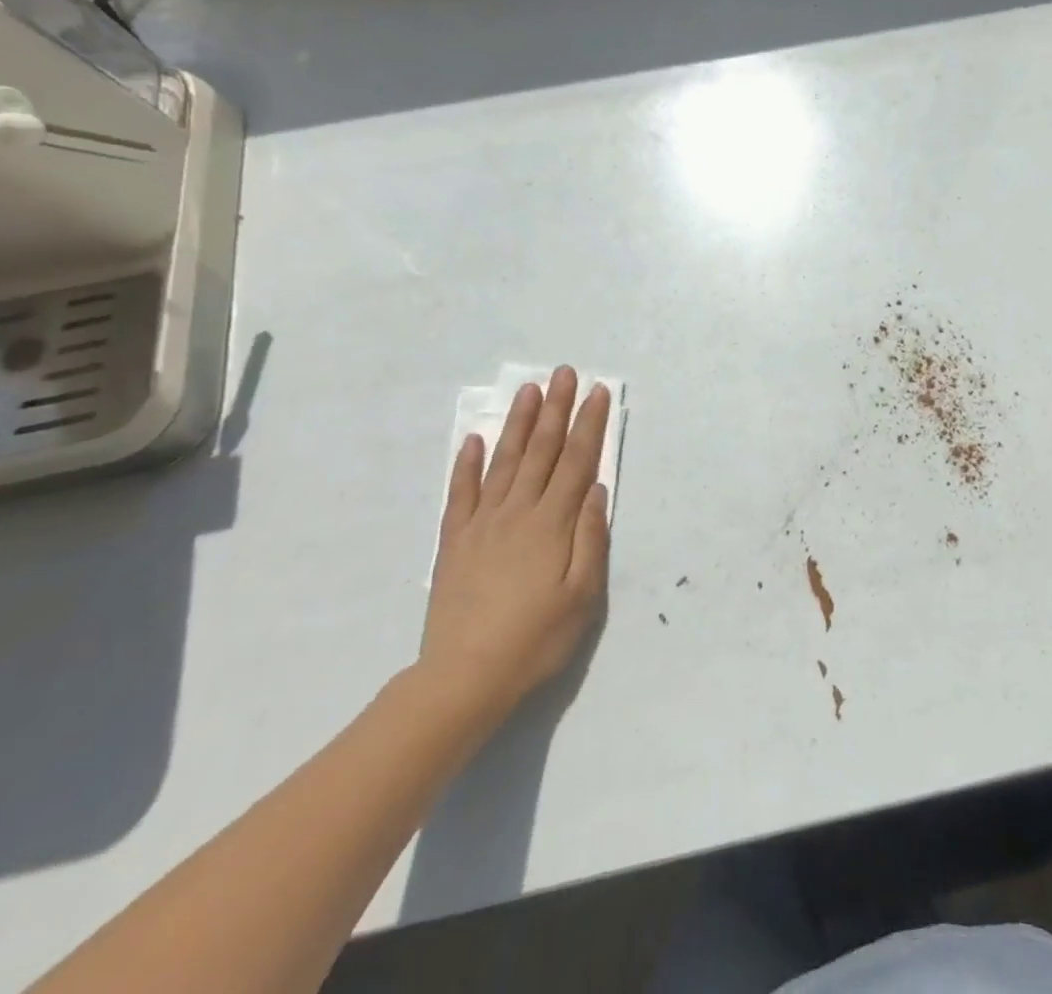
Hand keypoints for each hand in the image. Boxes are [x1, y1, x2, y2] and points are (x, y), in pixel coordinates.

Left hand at [418, 366, 611, 730]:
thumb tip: (596, 491)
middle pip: (541, 451)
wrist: (463, 678)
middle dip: (556, 409)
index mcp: (552, 524)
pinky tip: (475, 439)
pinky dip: (467, 464)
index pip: (576, 462)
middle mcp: (517, 512)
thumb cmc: (534, 640)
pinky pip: (461, 492)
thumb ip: (591, 539)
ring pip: (505, 461)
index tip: (597, 392)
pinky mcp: (454, 541)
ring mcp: (482, 524)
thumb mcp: (582, 597)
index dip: (589, 425)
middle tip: (564, 373)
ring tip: (529, 390)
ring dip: (519, 423)